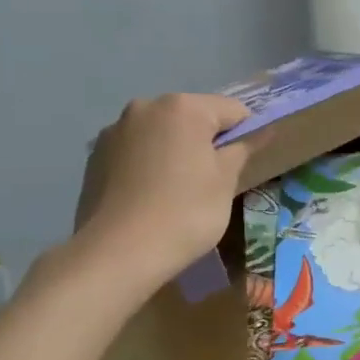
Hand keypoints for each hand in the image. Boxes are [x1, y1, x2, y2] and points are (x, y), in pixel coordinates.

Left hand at [77, 93, 257, 281]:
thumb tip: (264, 130)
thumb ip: (244, 148)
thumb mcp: (225, 181)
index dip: (246, 134)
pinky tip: (149, 197)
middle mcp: (146, 107)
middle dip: (206, 142)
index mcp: (183, 107)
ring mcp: (115, 130)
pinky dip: (148, 165)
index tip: (244, 165)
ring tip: (176, 191)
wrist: (118, 253)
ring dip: (174, 151)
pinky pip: (135, 151)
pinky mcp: (95, 156)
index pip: (232, 110)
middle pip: (192, 118)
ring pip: (161, 134)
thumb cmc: (185, 212)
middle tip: (211, 181)